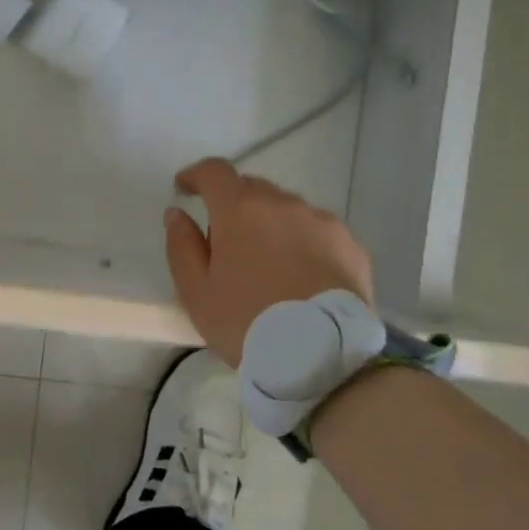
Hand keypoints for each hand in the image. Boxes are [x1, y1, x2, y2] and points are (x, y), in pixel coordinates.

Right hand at [164, 158, 374, 366]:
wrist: (321, 357)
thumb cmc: (246, 322)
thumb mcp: (196, 292)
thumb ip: (181, 246)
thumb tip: (177, 214)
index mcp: (240, 209)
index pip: (214, 172)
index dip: (196, 175)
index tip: (185, 188)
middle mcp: (283, 203)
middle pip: (251, 188)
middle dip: (233, 205)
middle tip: (225, 241)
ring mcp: (322, 222)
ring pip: (286, 209)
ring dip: (270, 224)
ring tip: (267, 263)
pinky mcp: (351, 245)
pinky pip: (317, 231)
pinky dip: (302, 242)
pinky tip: (300, 275)